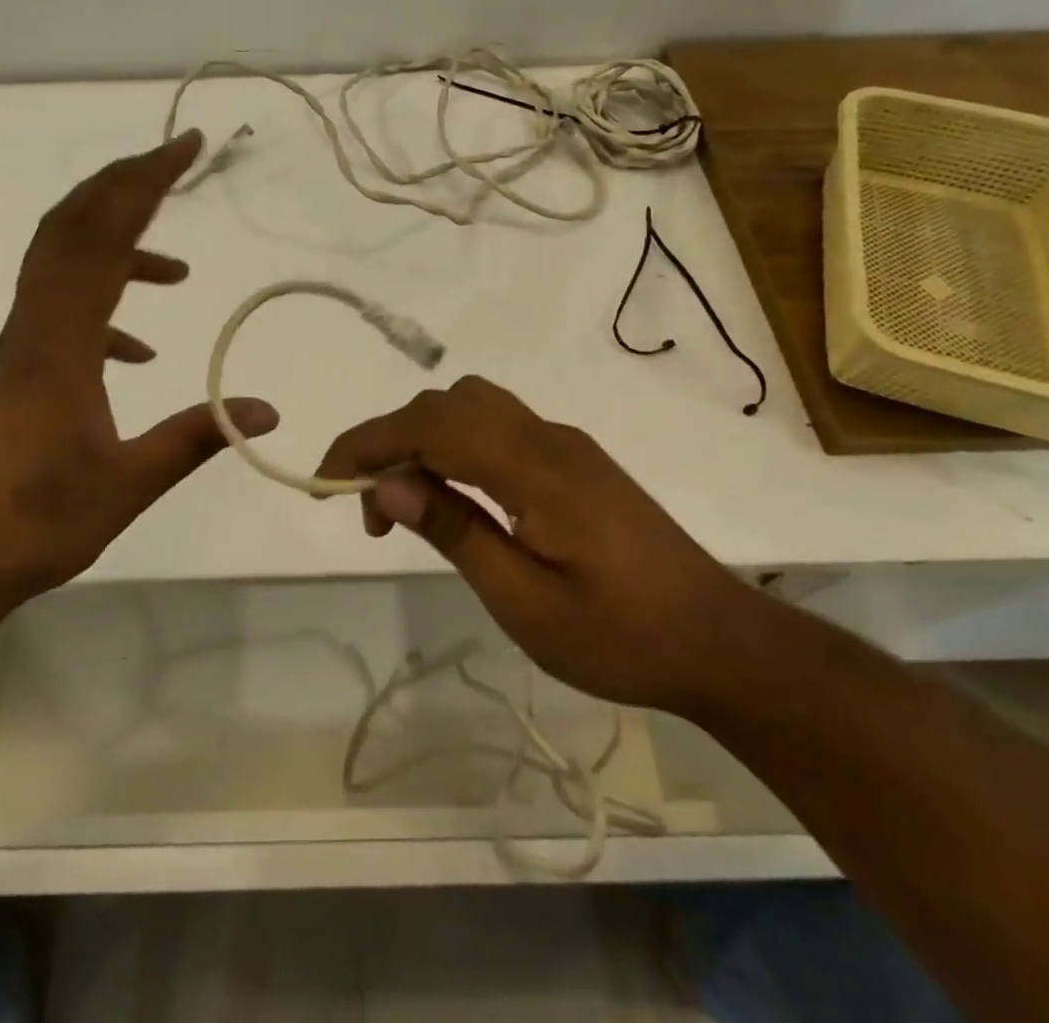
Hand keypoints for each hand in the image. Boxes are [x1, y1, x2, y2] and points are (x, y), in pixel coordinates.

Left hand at [0, 132, 278, 602]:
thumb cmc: (37, 522)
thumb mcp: (130, 482)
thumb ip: (198, 436)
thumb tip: (268, 410)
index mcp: (61, 341)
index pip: (102, 237)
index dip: (144, 183)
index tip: (186, 148)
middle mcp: (35, 326)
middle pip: (73, 227)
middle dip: (126, 185)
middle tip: (177, 160)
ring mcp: (21, 346)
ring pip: (64, 265)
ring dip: (118, 246)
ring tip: (176, 271)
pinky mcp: (18, 370)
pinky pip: (62, 312)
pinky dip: (104, 308)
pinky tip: (136, 349)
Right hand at [316, 375, 760, 714]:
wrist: (722, 643)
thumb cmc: (621, 636)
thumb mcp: (525, 602)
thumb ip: (456, 531)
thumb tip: (388, 482)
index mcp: (535, 469)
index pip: (431, 425)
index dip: (369, 440)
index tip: (326, 480)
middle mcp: (548, 438)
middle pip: (447, 404)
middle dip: (391, 439)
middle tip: (374, 509)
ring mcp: (565, 444)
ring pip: (473, 406)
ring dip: (424, 437)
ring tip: (409, 500)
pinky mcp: (574, 460)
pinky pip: (498, 427)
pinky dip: (456, 445)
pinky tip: (456, 496)